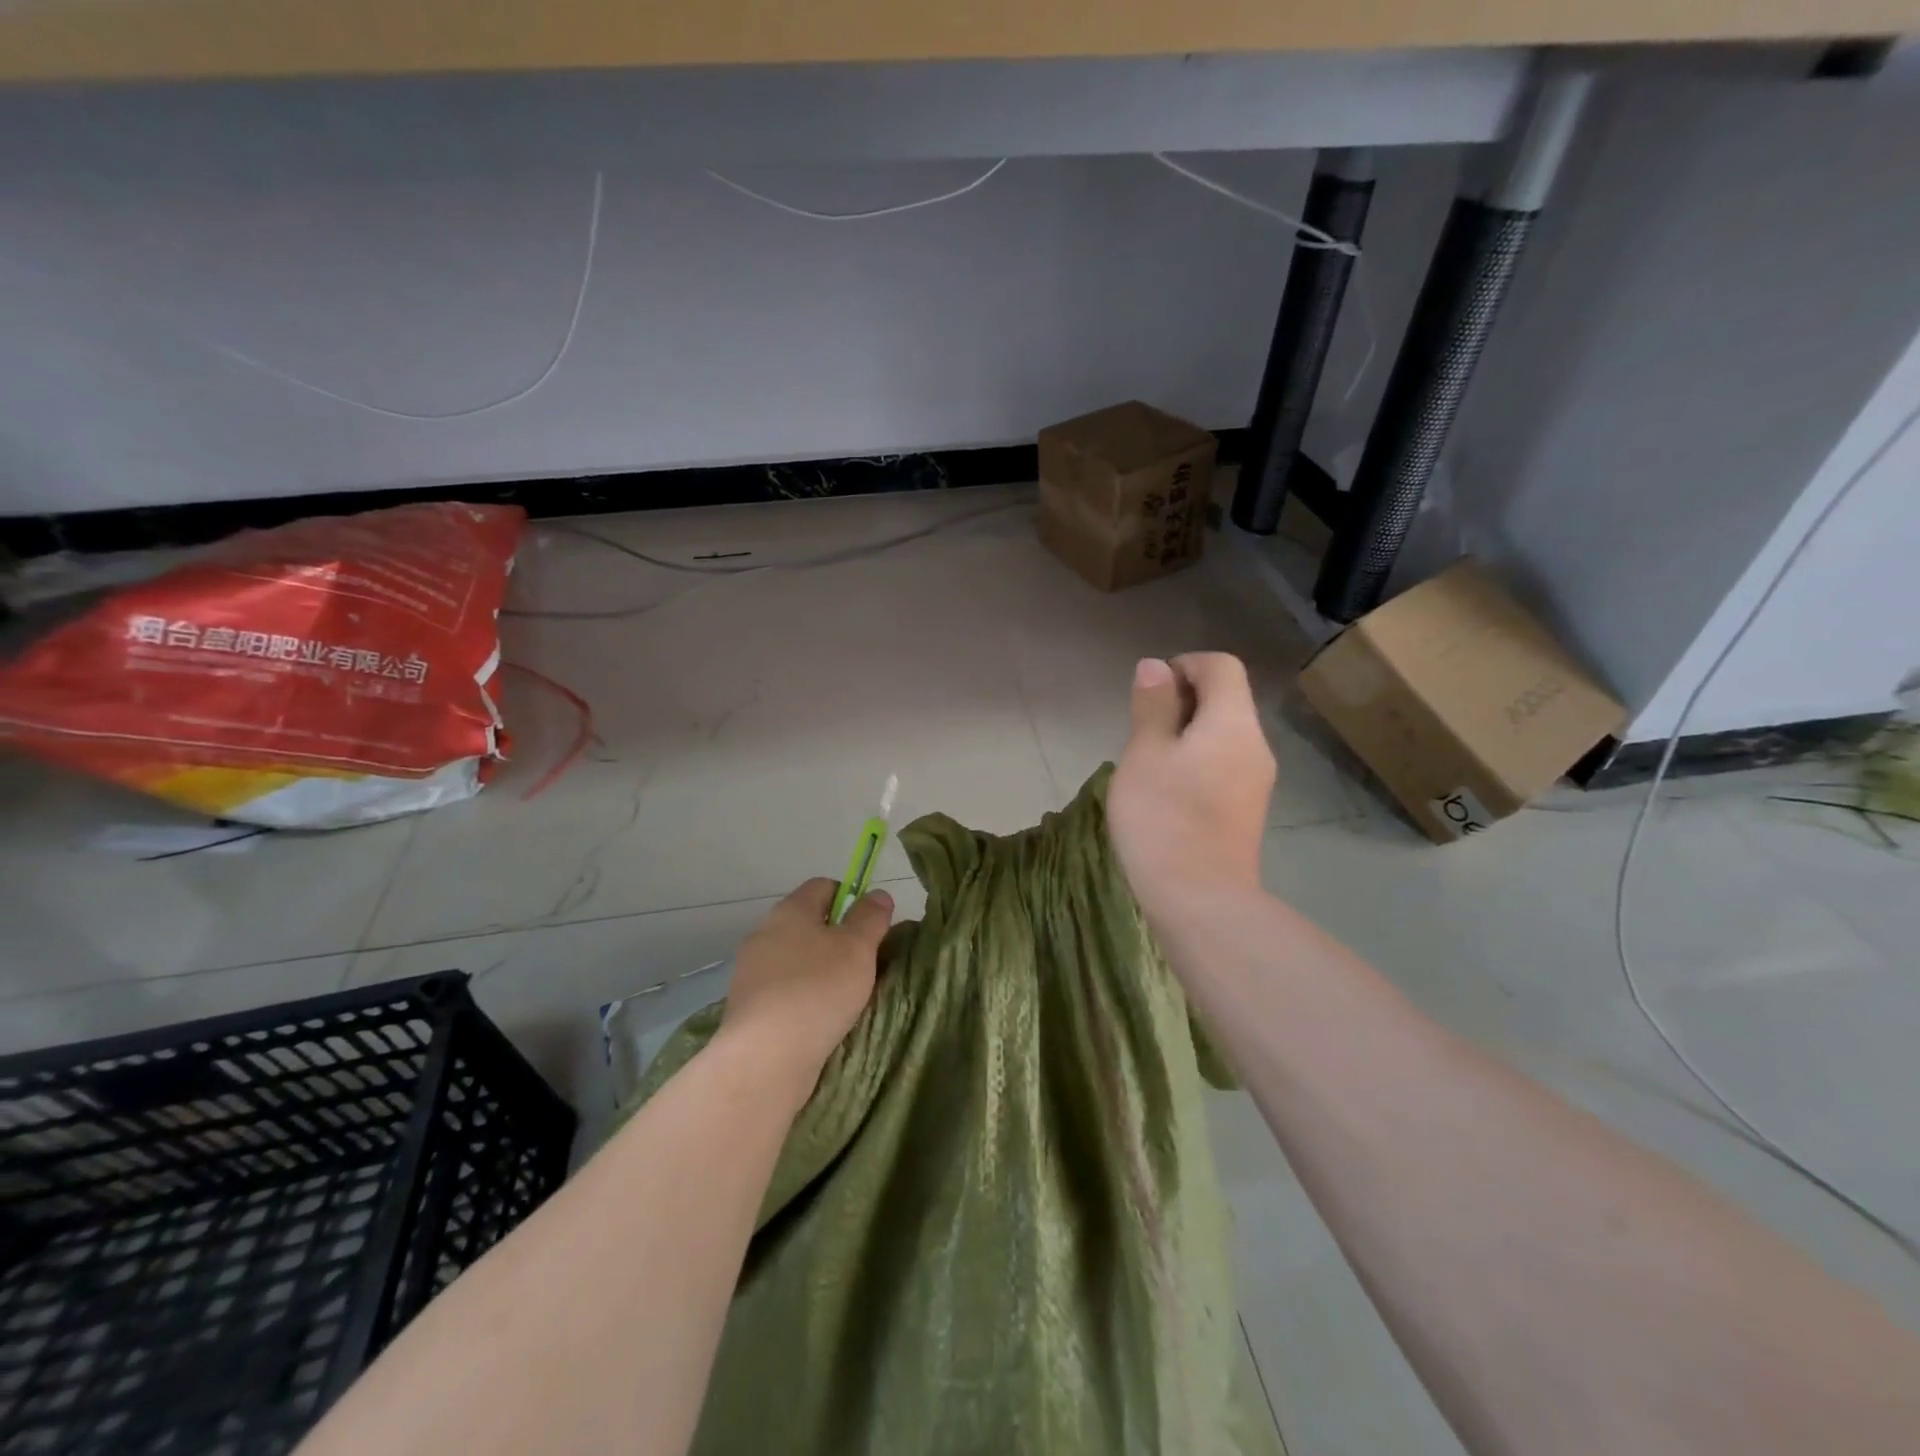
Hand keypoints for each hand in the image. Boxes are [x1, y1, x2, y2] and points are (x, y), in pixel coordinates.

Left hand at [715, 877, 894, 1102]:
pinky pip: (782, 990)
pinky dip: (801, 997)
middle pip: (808, 923)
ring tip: (843, 997)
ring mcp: (751, 971)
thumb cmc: (818, 990)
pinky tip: (817, 1019)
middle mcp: (764, 932)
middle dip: (836, 939)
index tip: (870, 927)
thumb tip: (878, 894)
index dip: (851, 899)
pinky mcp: (746, 1006)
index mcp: (790, 910)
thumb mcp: (858, 948)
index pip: (823, 886)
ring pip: (794, 958)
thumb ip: (870, 917)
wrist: (766, 1056)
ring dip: (817, 970)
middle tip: (862, 964)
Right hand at [1109, 654, 1275, 922]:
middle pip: (1226, 699)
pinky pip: (1224, 764)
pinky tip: (1167, 790)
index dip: (1184, 665)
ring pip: (1223, 734)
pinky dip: (1197, 760)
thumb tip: (1156, 667)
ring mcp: (1256, 780)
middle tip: (1141, 729)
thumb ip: (1152, 707)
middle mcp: (1254, 745)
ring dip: (1187, 733)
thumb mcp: (1145, 754)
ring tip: (1149, 761)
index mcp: (1233, 722)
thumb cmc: (1163, 817)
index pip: (1221, 666)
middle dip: (1183, 700)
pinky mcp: (1247, 809)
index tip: (1149, 691)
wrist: (1200, 899)